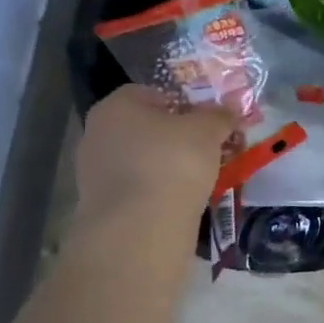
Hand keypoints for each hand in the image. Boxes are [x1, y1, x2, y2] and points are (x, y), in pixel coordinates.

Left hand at [73, 86, 235, 226]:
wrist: (141, 229)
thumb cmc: (172, 162)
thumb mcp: (207, 130)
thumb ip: (219, 115)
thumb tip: (229, 108)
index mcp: (116, 105)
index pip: (153, 93)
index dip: (184, 103)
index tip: (208, 122)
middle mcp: (97, 133)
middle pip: (146, 127)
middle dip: (177, 137)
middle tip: (208, 149)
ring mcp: (94, 172)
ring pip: (143, 160)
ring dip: (168, 166)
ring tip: (200, 179)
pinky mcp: (101, 206)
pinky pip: (138, 188)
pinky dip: (158, 191)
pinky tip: (182, 201)